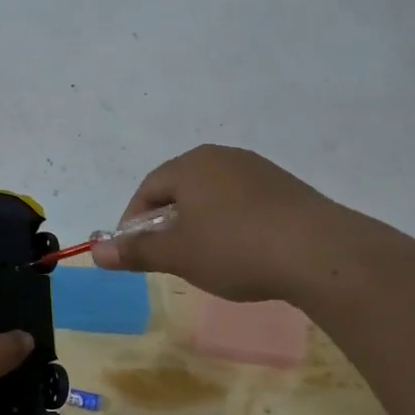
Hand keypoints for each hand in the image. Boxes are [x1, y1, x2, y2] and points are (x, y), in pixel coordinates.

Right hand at [92, 144, 343, 301]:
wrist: (318, 252)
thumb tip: (95, 251)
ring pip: (213, 195)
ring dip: (200, 223)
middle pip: (181, 188)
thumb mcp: (178, 255)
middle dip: (168, 222)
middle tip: (169, 256)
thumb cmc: (235, 249)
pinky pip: (243, 202)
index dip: (134, 221)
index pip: (148, 189)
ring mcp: (258, 169)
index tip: (135, 252)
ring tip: (206, 257)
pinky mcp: (285, 187)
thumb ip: (135, 251)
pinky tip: (242, 252)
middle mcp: (222, 157)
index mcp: (191, 165)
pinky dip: (232, 224)